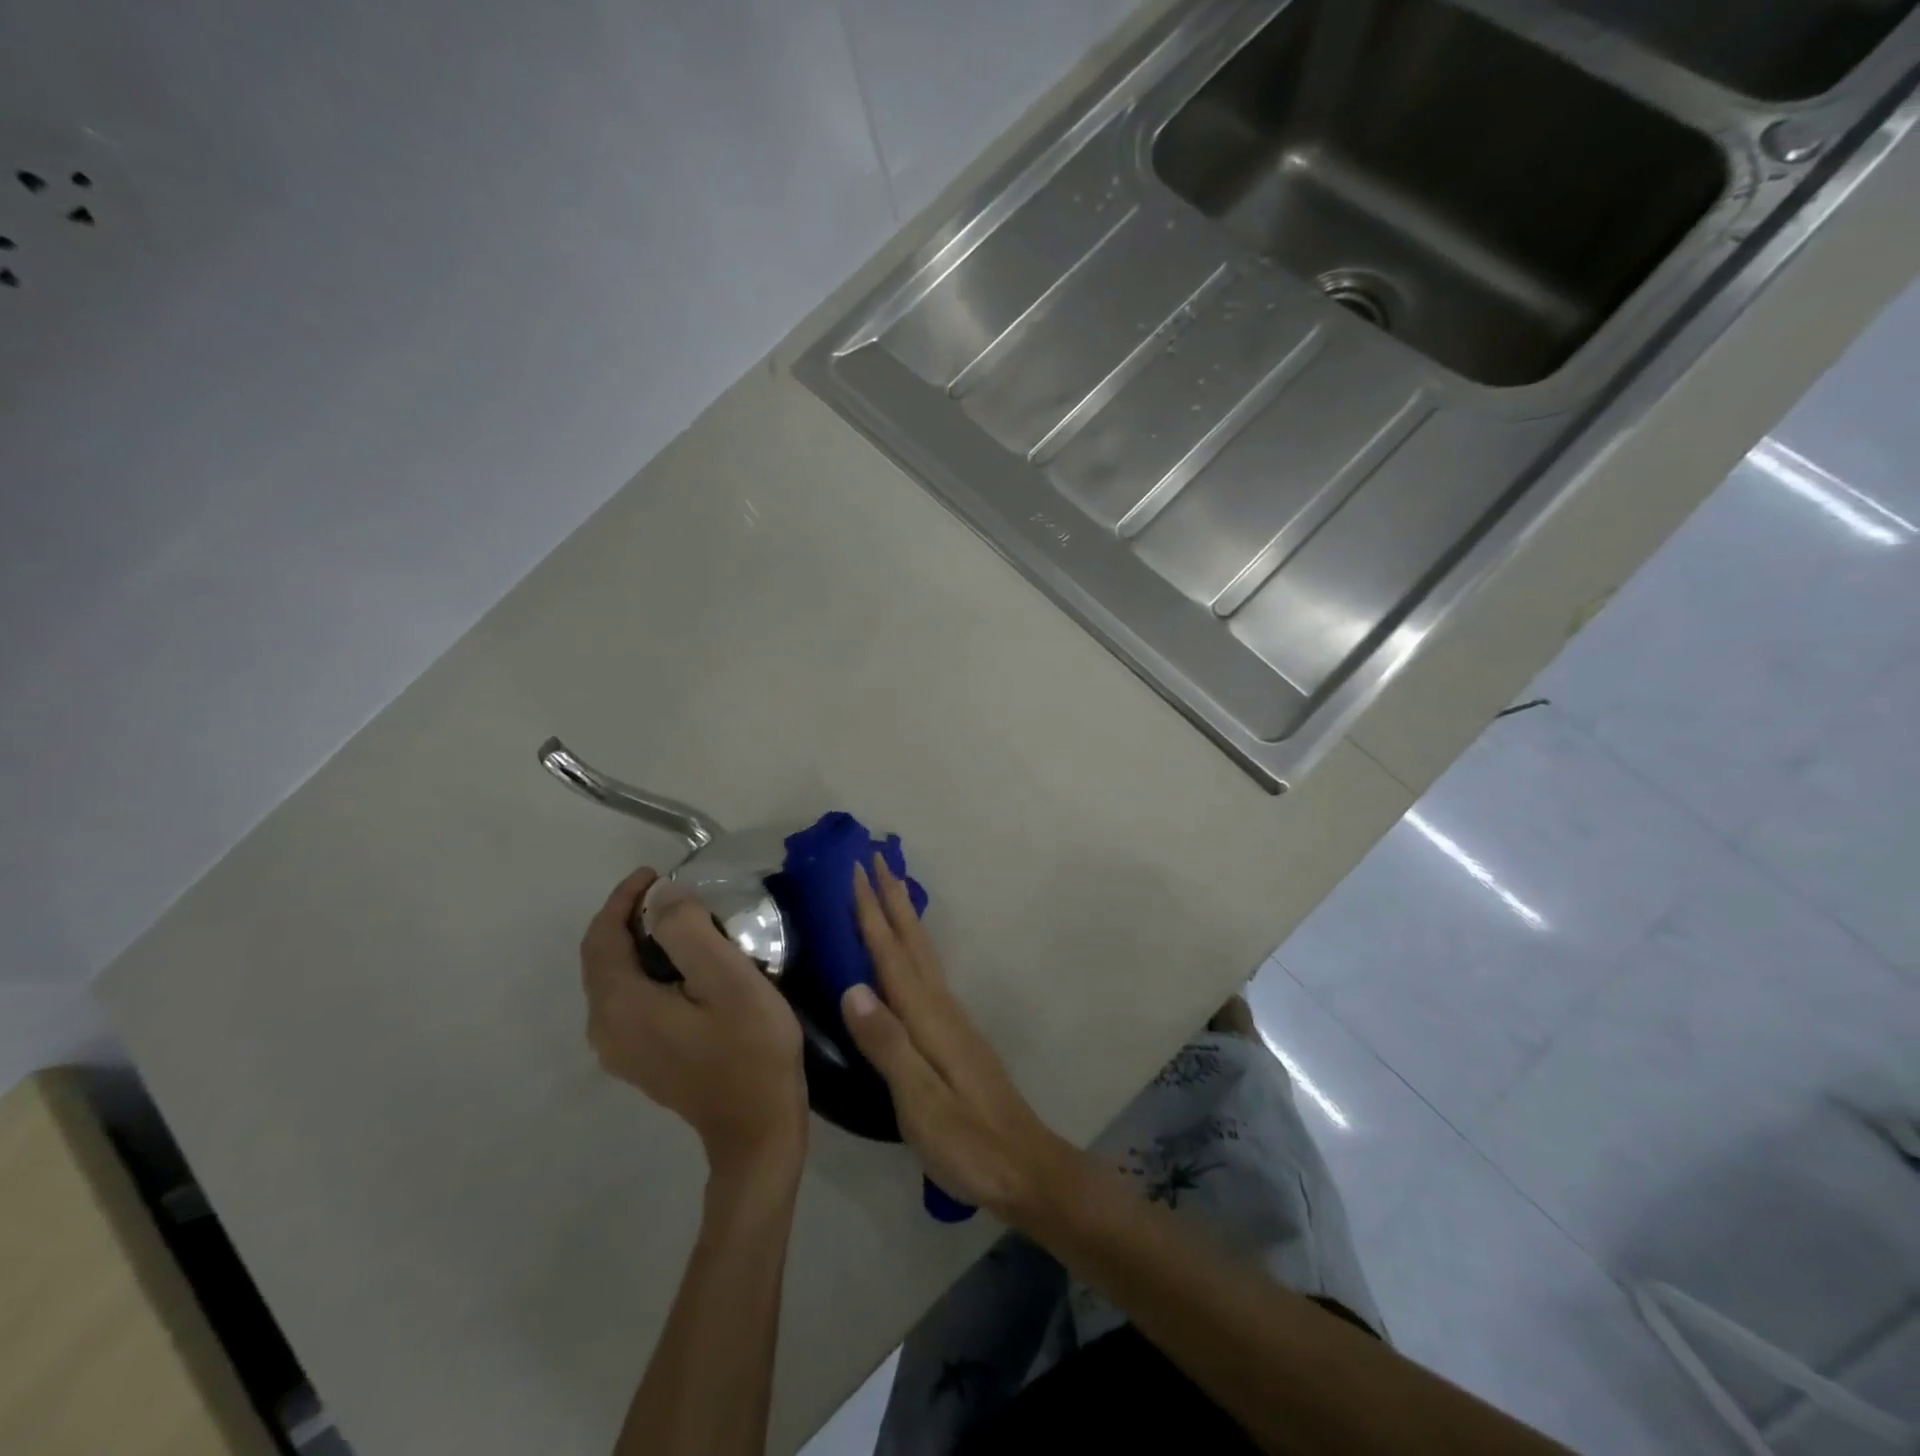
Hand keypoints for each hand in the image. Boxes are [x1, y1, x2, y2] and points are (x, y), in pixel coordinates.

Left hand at [581, 867, 807, 1183]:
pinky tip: (682, 968)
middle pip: (602, 959)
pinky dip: (646, 971)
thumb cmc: (749, 1047)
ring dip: (639, 944)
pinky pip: (629, 1001)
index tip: (657, 873)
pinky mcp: (641, 1060)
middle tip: (672, 893)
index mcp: (620, 1005)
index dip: (623, 899)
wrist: (757, 1127)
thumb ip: (688, 930)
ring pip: (615, 980)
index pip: (602, 937)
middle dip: (629, 919)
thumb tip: (665, 899)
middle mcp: (605, 1029)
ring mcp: (621, 1050)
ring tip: (680, 922)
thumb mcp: (727, 978)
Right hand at [841, 857, 1073, 1219]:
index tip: (857, 871)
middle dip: (892, 898)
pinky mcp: (956, 1035)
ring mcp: (953, 1020)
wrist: (1026, 1168)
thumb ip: (888, 1046)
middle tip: (875, 858)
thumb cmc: (968, 1141)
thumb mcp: (921, 1103)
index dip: (872, 913)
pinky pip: (928, 973)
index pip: (892, 955)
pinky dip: (914, 947)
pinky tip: (910, 955)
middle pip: (913, 942)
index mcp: (929, 1019)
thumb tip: (852, 988)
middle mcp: (942, 1008)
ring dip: (905, 916)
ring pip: (923, 953)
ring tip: (891, 889)